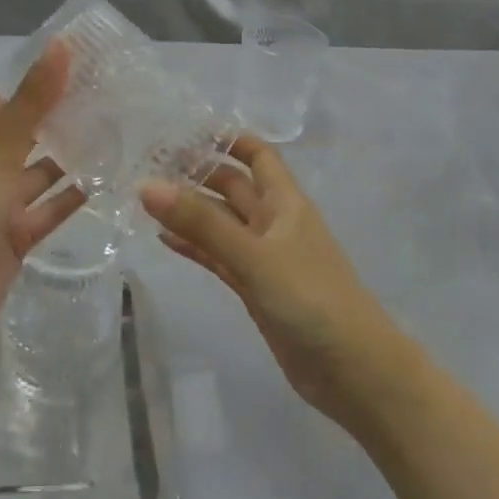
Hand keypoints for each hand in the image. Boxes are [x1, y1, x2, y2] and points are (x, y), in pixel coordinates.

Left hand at [0, 41, 83, 321]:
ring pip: (41, 174)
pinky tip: (106, 180)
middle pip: (25, 137)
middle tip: (104, 98)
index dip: (31, 84)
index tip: (73, 67)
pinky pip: (51, 210)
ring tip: (113, 134)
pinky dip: (74, 198)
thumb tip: (60, 44)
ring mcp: (2, 205)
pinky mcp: (19, 236)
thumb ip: (32, 102)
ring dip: (70, 158)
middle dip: (57, 120)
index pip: (0, 103)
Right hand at [142, 135, 407, 426]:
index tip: (184, 128)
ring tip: (145, 198)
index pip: (258, 154)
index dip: (227, 138)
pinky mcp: (255, 288)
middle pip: (233, 186)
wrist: (353, 370)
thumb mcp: (254, 255)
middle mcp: (275, 223)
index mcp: (285, 203)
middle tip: (148, 162)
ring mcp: (264, 257)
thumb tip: (147, 185)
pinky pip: (219, 257)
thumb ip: (201, 223)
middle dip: (198, 173)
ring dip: (191, 211)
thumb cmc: (311, 299)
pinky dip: (194, 246)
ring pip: (222, 223)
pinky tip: (163, 239)